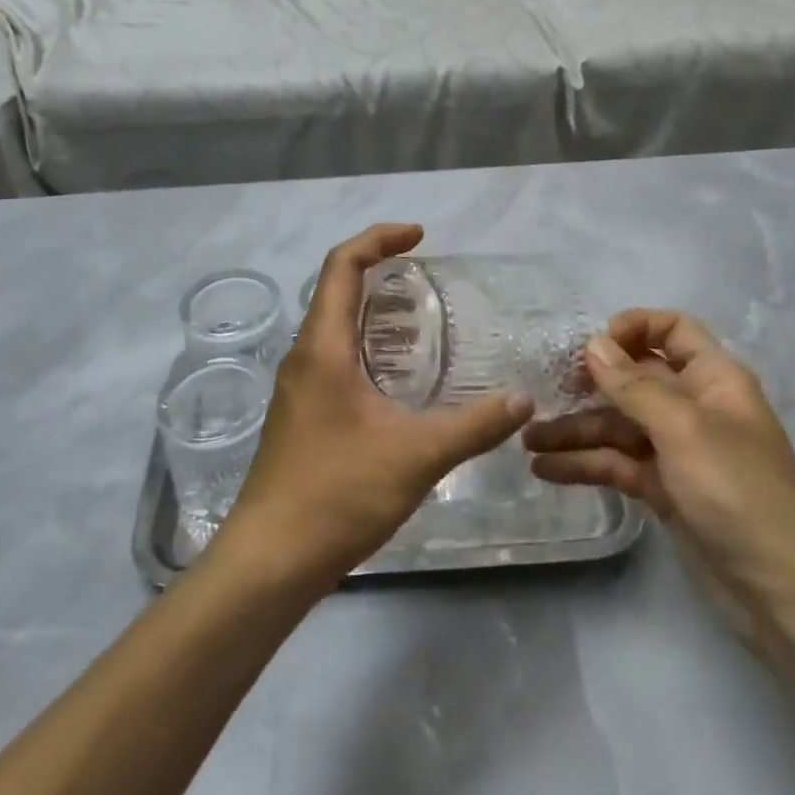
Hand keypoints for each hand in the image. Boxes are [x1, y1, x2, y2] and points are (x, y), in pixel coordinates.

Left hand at [217, 224, 532, 588]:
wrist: (271, 558)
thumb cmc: (338, 494)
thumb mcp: (416, 455)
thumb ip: (474, 425)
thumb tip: (524, 400)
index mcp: (323, 348)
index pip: (342, 265)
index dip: (379, 239)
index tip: (419, 235)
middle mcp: (303, 358)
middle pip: (335, 290)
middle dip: (379, 270)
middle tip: (426, 276)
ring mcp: (297, 388)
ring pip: (333, 327)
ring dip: (372, 311)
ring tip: (419, 321)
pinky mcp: (300, 416)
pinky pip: (333, 358)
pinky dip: (366, 346)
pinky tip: (396, 378)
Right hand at [524, 310, 794, 635]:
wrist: (781, 588)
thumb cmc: (738, 491)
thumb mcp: (684, 429)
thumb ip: (633, 385)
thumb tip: (594, 343)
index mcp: (712, 379)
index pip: (672, 329)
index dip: (633, 328)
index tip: (593, 347)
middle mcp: (693, 406)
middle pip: (634, 379)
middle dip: (590, 384)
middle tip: (545, 392)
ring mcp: (676, 450)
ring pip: (617, 425)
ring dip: (575, 431)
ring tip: (527, 442)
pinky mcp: (663, 488)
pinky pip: (617, 463)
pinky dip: (584, 465)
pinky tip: (545, 469)